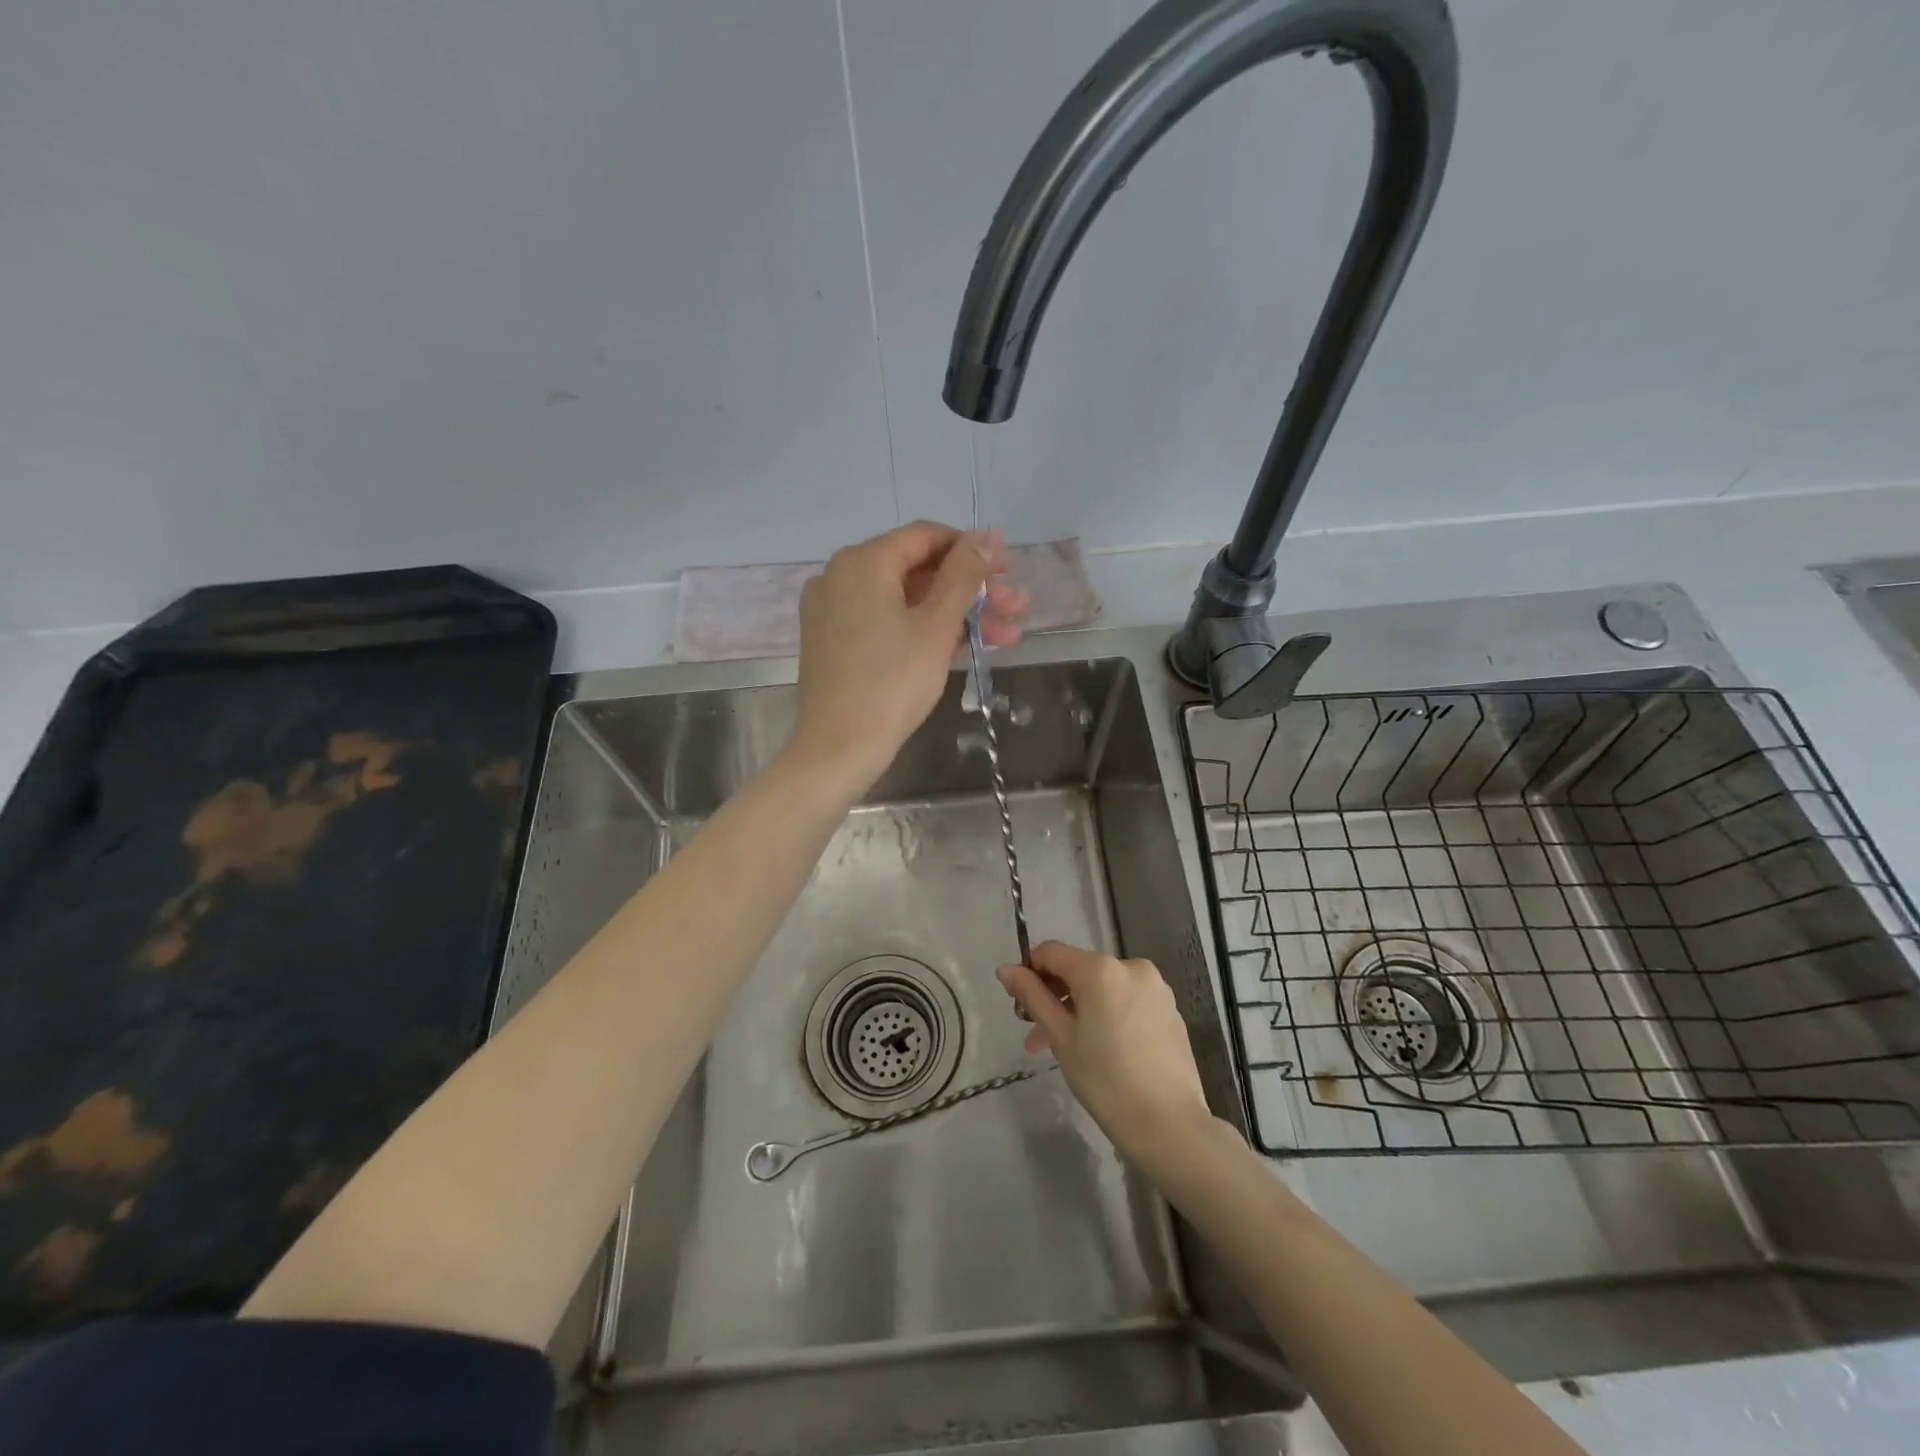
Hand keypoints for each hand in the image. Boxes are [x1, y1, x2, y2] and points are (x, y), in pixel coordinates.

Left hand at [789, 521, 1025, 793]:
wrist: (839, 748)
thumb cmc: (893, 683)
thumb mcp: (936, 626)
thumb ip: (963, 575)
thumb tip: (985, 537)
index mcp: (862, 562)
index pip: (925, 536)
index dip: (972, 550)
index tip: (1007, 570)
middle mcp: (841, 576)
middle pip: (919, 570)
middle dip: (973, 589)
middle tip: (1016, 607)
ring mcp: (835, 610)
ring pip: (907, 601)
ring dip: (958, 614)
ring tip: (1008, 634)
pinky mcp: (837, 642)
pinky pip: (888, 622)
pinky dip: (924, 630)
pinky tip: (968, 646)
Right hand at [998, 942, 1213, 1166]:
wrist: (1169, 1125)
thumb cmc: (1106, 1080)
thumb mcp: (1061, 1037)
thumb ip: (1033, 996)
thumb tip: (1006, 969)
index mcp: (1100, 969)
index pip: (1051, 952)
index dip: (1030, 972)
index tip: (1022, 1007)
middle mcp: (1130, 966)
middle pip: (1079, 969)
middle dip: (1055, 997)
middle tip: (1038, 1037)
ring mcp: (1155, 986)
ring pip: (1103, 986)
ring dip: (1080, 1008)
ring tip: (1067, 1048)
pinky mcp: (1169, 1008)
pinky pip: (1127, 999)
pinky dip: (1108, 1013)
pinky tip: (1104, 1049)